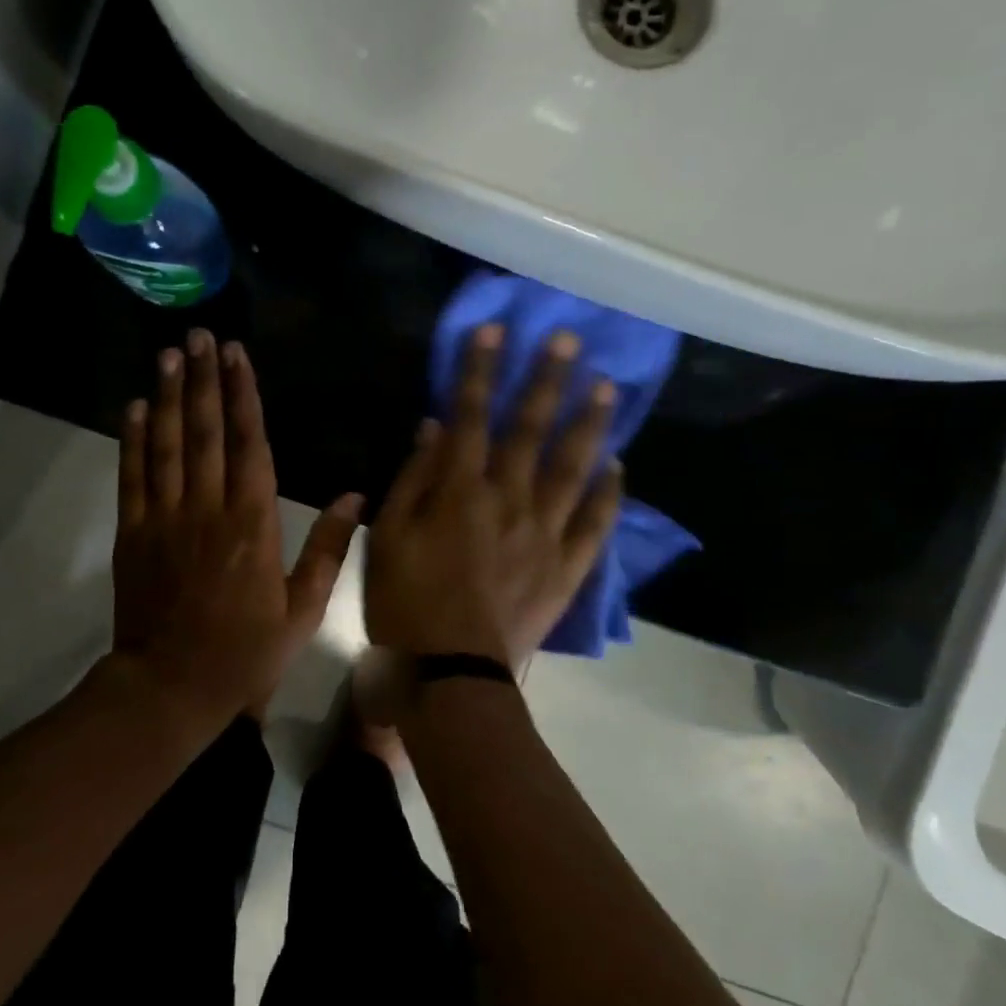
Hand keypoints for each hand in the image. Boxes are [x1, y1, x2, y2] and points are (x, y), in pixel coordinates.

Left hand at [113, 330, 362, 726]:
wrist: (172, 685)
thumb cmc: (246, 651)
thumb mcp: (303, 609)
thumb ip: (327, 549)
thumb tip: (354, 496)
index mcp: (253, 523)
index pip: (249, 444)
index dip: (243, 396)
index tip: (237, 356)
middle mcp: (208, 508)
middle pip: (205, 431)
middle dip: (203, 379)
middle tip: (200, 336)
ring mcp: (164, 518)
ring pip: (166, 444)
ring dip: (167, 396)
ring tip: (169, 355)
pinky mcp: (133, 533)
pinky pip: (133, 476)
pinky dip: (133, 440)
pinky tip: (134, 407)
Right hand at [364, 324, 622, 668]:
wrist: (449, 675)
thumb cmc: (404, 604)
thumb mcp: (387, 537)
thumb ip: (412, 479)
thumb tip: (434, 427)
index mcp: (460, 491)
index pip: (471, 416)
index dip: (481, 370)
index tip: (495, 330)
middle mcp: (509, 501)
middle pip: (530, 430)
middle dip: (546, 380)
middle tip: (569, 339)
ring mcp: (545, 534)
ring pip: (573, 468)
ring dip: (589, 424)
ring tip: (606, 387)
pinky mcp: (567, 569)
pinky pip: (595, 524)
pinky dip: (609, 493)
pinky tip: (618, 466)